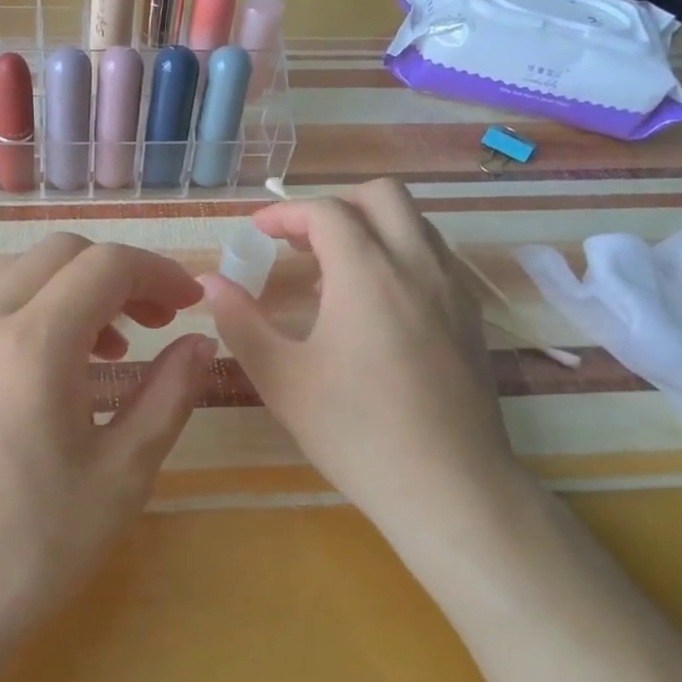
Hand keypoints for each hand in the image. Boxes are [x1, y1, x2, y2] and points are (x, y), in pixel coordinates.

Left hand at [0, 234, 214, 677]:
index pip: (105, 265)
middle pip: (58, 254)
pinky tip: (60, 375)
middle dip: (117, 272)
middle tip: (156, 321)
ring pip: (21, 277)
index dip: (159, 272)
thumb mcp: (121, 475)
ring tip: (113, 350)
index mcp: (34, 344)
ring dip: (75, 291)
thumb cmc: (33, 548)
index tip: (191, 304)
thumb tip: (199, 343)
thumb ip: (168, 396)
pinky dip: (38, 314)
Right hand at [200, 178, 522, 530]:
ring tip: (330, 274)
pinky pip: (433, 257)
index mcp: (368, 273)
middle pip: (382, 195)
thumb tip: (209, 283)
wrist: (449, 486)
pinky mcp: (471, 317)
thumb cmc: (354, 431)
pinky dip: (398, 254)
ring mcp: (454, 289)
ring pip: (414, 223)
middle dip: (334, 205)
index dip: (285, 213)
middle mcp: (418, 265)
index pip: (327, 211)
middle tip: (298, 243)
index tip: (258, 233)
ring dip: (369, 228)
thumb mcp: (281, 377)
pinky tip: (374, 305)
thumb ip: (240, 321)